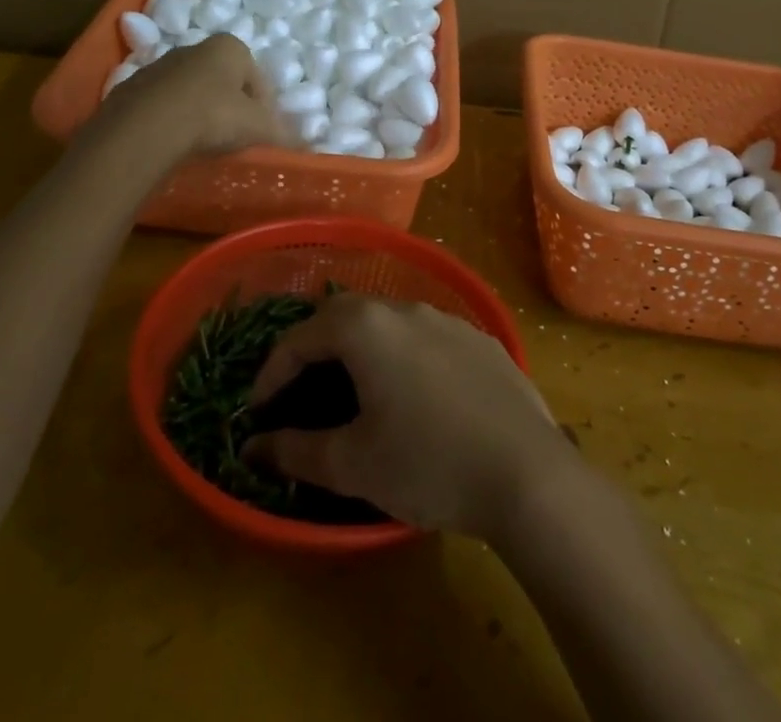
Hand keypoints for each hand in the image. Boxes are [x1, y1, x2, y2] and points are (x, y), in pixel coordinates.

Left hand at [86, 34, 289, 162]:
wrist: (145, 129)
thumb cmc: (214, 116)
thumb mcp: (259, 128)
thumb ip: (284, 133)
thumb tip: (307, 144)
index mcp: (230, 47)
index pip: (257, 78)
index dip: (264, 107)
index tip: (260, 133)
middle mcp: (195, 48)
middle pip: (223, 80)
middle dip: (230, 106)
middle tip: (233, 138)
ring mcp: (159, 66)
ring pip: (190, 91)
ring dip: (198, 112)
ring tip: (200, 145)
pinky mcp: (131, 89)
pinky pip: (160, 106)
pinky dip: (169, 121)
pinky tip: (172, 144)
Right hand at [244, 295, 575, 536]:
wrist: (527, 472)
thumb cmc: (428, 463)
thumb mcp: (353, 464)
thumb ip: (295, 450)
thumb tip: (253, 446)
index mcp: (368, 328)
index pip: (300, 337)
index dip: (271, 373)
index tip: (257, 411)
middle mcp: (407, 308)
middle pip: (345, 316)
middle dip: (314, 350)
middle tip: (299, 391)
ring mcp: (450, 319)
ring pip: (389, 322)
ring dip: (361, 350)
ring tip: (353, 392)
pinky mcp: (482, 340)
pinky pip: (427, 337)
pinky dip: (403, 357)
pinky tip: (414, 396)